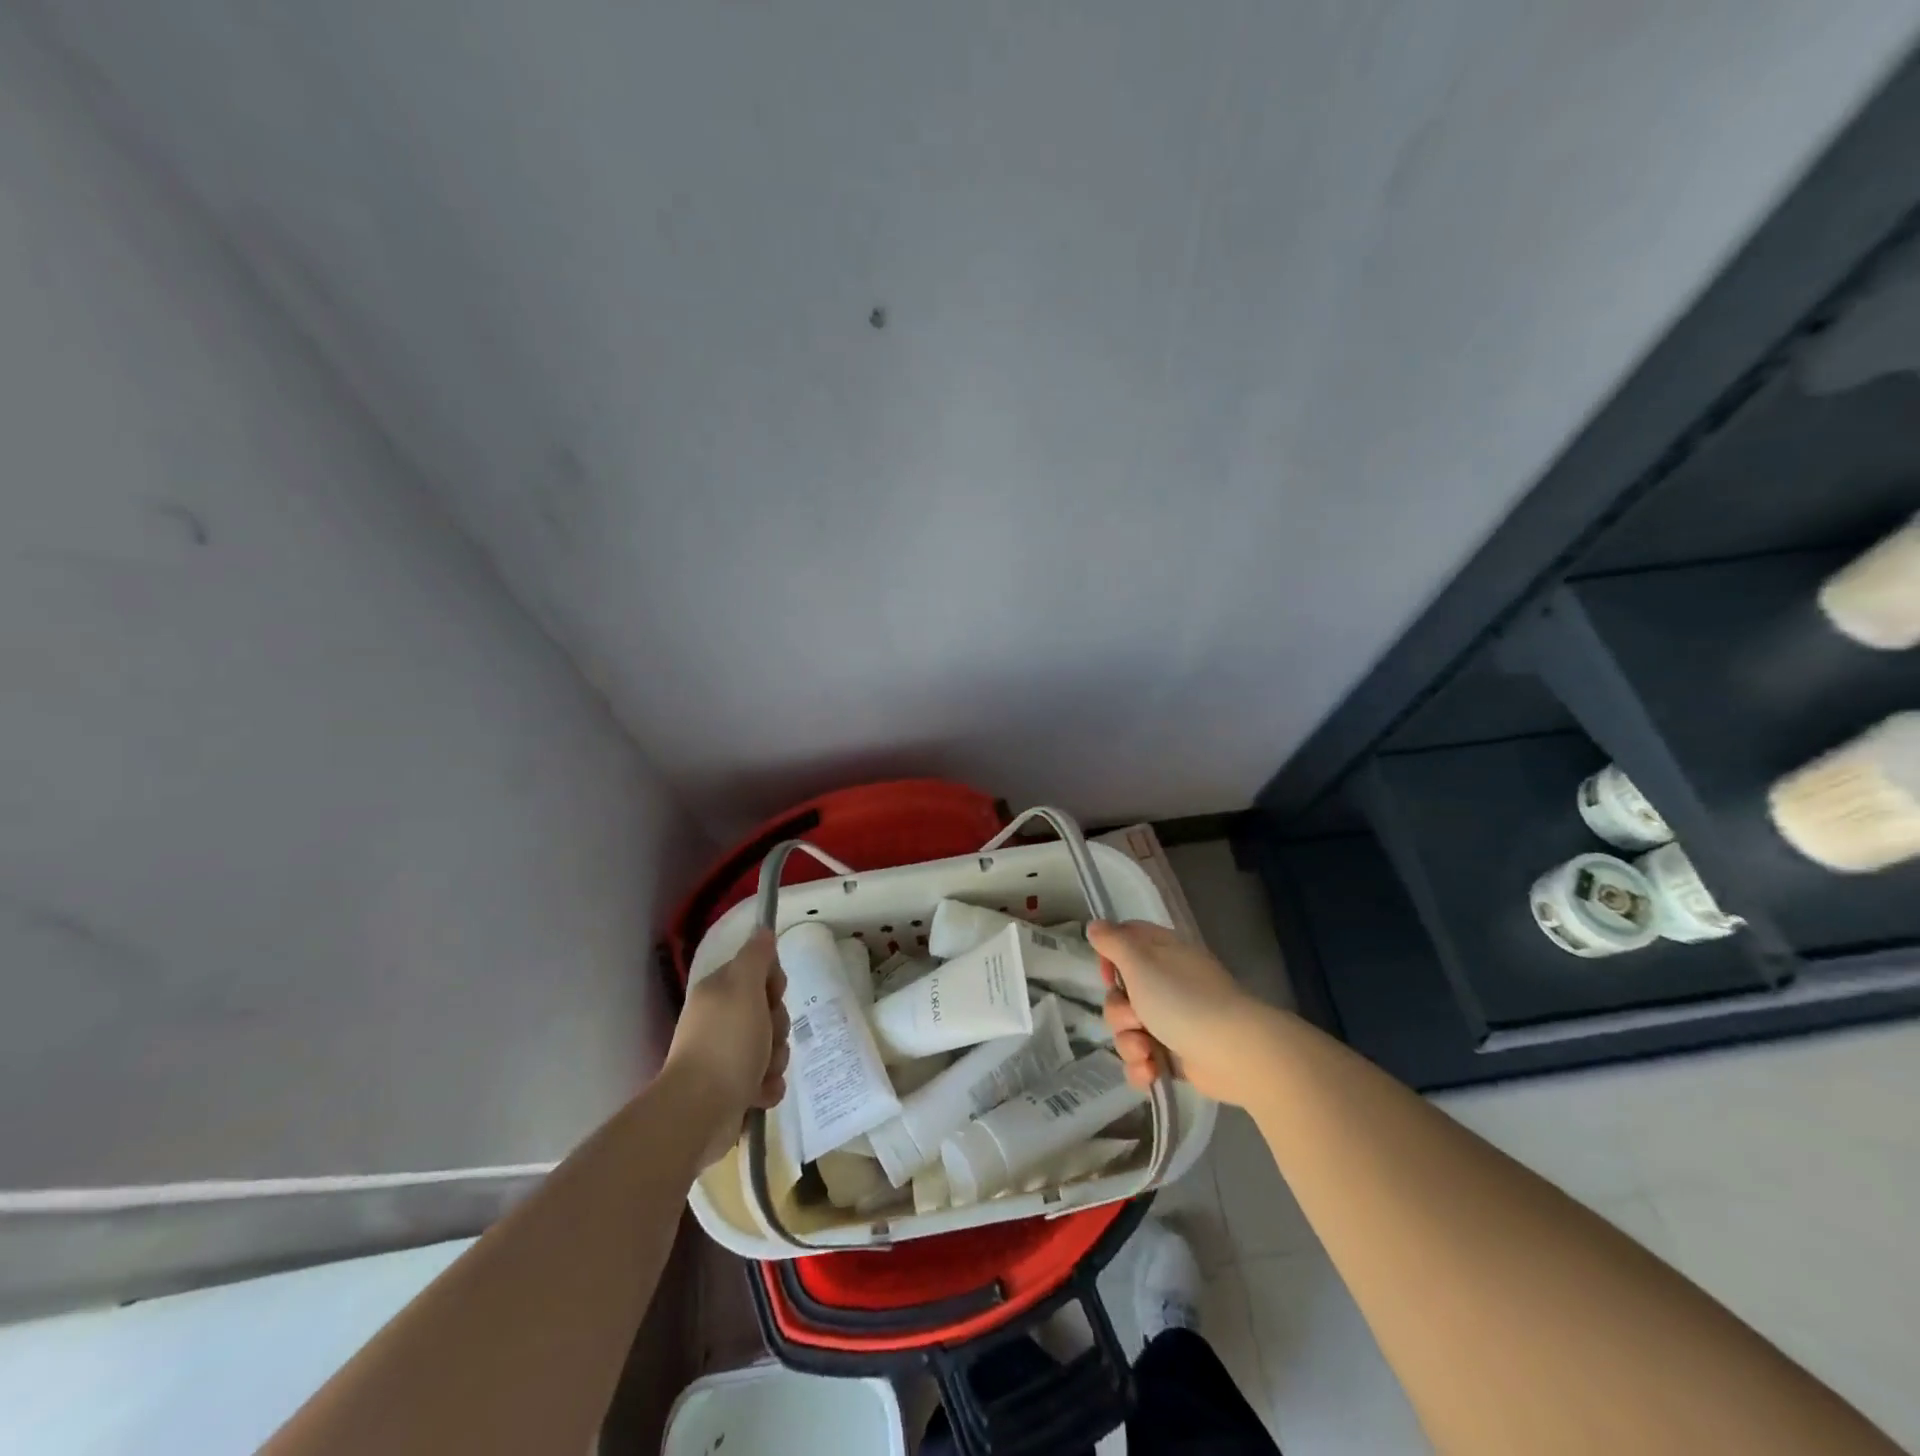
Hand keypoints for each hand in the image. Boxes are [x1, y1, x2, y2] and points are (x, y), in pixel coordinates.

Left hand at [665, 930, 789, 1167]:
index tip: (771, 996)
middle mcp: (721, 1020)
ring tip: (761, 1072)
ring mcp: (725, 1057)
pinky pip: (766, 1079)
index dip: (773, 984)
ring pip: (772, 1047)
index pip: (759, 972)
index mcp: (720, 992)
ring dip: (775, 1060)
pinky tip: (759, 1094)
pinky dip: (767, 1086)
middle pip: (770, 1012)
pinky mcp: (733, 1089)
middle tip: (767, 1037)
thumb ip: (756, 956)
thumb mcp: (744, 988)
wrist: (699, 1112)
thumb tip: (763, 930)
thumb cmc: (726, 1043)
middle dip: (778, 1027)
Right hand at [1090, 919, 1278, 1107]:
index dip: (1109, 958)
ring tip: (1147, 1053)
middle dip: (1119, 1013)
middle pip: (1120, 993)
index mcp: (1161, 953)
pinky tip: (1151, 1073)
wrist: (1234, 1053)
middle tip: (1135, 1019)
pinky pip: (1142, 1059)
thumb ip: (1113, 943)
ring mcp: (1172, 1020)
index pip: (1125, 942)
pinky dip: (1142, 1067)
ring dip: (1129, 1044)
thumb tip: (1094, 925)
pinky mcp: (1176, 1055)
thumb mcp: (1140, 963)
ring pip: (1128, 1029)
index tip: (1108, 975)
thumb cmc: (1182, 999)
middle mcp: (1166, 982)